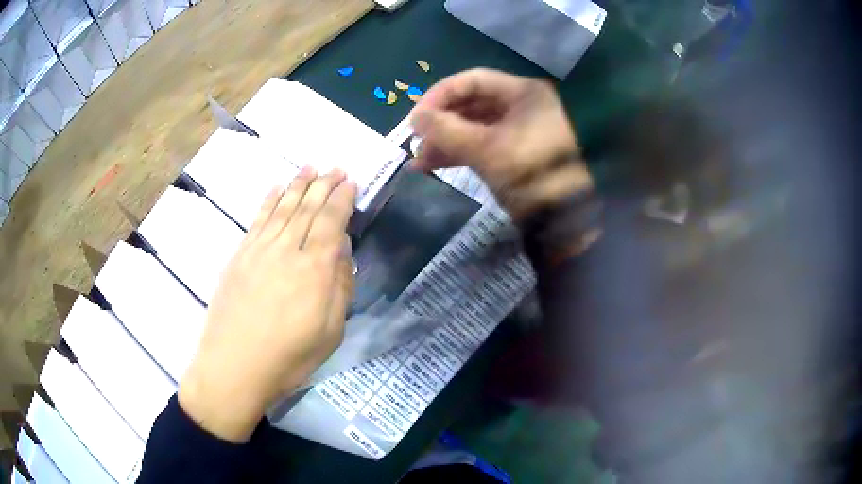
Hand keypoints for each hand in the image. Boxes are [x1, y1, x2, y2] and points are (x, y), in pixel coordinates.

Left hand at [179, 168, 355, 442]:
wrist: (234, 367)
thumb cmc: (288, 358)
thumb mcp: (331, 332)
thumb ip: (340, 287)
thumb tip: (342, 250)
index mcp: (314, 270)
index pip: (331, 222)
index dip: (342, 199)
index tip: (350, 182)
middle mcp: (286, 251)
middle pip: (307, 208)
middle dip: (323, 184)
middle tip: (335, 167)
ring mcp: (259, 250)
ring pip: (282, 208)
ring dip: (298, 185)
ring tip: (310, 167)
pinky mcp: (239, 257)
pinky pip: (257, 220)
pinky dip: (268, 201)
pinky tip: (276, 188)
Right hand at [410, 68, 592, 218]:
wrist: (569, 220)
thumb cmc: (532, 174)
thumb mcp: (486, 150)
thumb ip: (447, 130)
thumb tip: (414, 117)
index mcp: (523, 93)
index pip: (472, 80)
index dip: (440, 94)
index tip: (416, 117)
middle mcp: (522, 106)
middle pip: (472, 104)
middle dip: (441, 122)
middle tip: (415, 141)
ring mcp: (520, 132)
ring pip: (475, 127)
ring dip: (446, 141)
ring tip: (419, 160)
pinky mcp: (517, 155)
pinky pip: (483, 146)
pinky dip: (460, 154)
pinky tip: (433, 166)